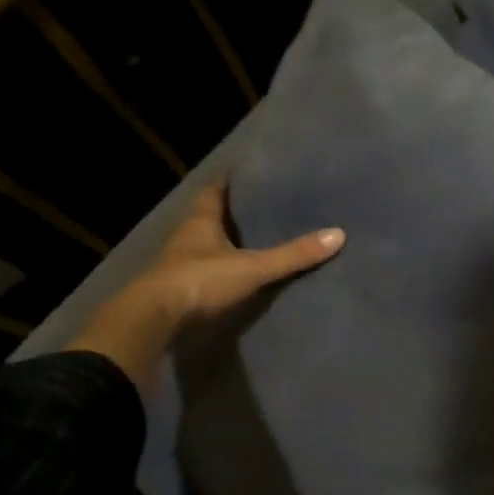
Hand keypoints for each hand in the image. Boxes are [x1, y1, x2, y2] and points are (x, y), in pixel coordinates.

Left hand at [139, 181, 343, 322]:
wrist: (155, 319)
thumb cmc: (201, 281)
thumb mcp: (253, 267)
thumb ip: (292, 255)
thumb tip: (338, 234)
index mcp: (200, 222)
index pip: (213, 192)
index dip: (228, 183)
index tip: (246, 176)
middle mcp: (185, 237)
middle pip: (208, 218)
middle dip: (228, 213)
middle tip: (256, 208)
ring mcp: (178, 265)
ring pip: (203, 245)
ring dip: (221, 243)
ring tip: (250, 241)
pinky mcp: (177, 290)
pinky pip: (201, 272)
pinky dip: (217, 270)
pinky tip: (233, 276)